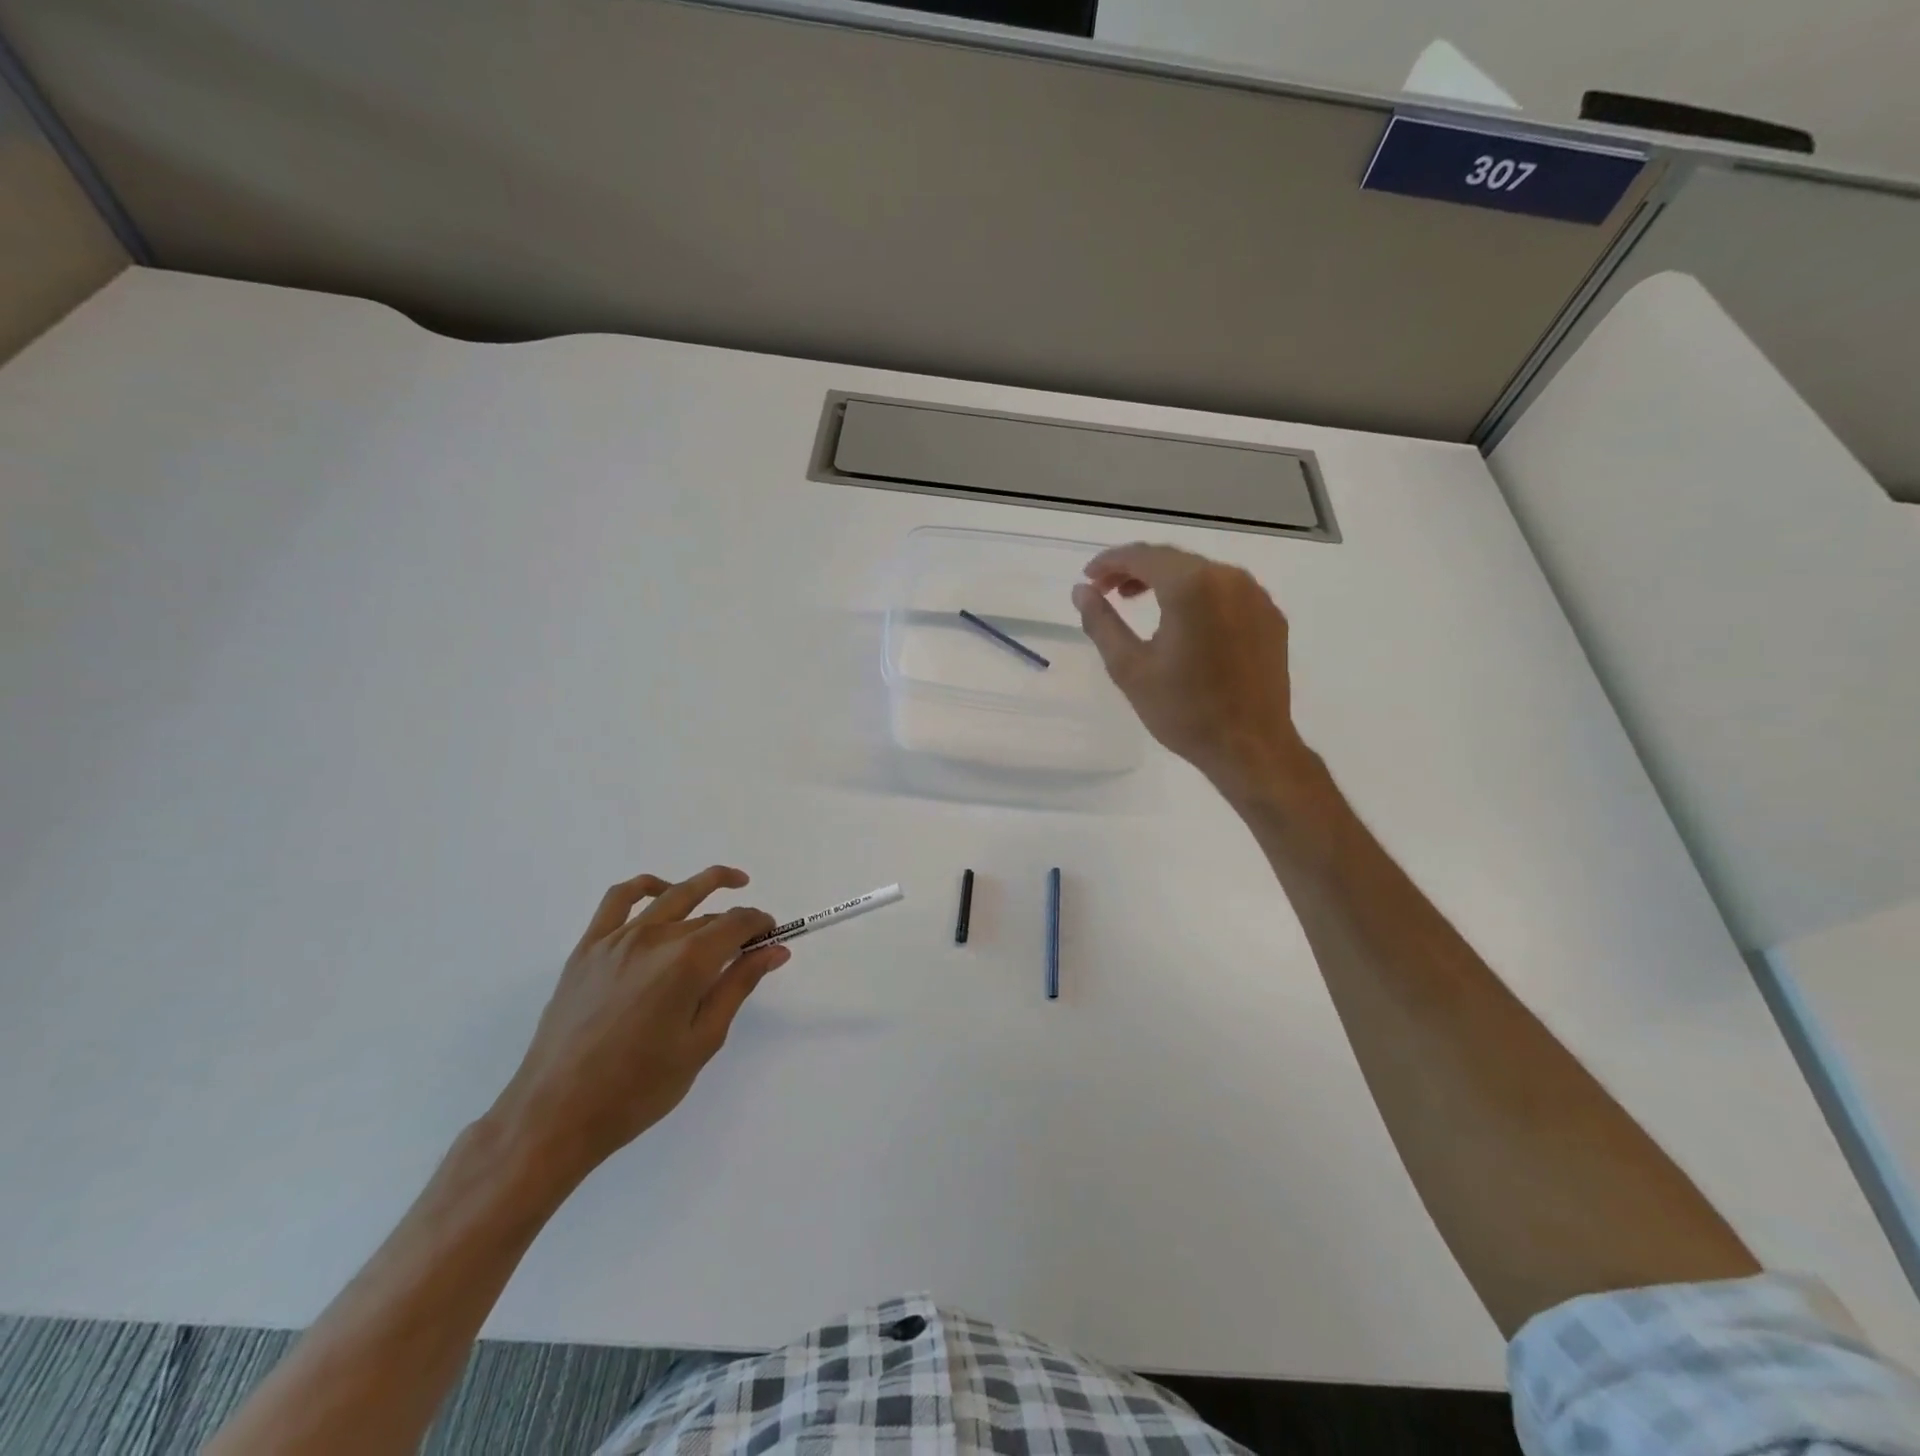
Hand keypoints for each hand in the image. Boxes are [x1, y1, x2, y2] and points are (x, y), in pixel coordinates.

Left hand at [489, 867, 787, 1186]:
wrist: (556, 1114)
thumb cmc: (639, 1088)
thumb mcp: (702, 1041)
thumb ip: (738, 986)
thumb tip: (775, 950)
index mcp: (687, 962)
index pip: (738, 923)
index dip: (761, 925)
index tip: (772, 938)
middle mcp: (655, 938)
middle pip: (709, 914)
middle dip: (739, 920)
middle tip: (753, 939)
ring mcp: (617, 939)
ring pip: (671, 896)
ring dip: (705, 885)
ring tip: (729, 883)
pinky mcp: (588, 948)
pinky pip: (619, 899)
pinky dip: (646, 886)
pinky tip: (662, 892)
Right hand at [1074, 543, 1312, 801]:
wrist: (1250, 747)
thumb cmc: (1184, 711)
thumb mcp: (1129, 668)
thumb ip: (1101, 622)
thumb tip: (1081, 591)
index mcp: (1191, 586)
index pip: (1143, 556)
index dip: (1109, 561)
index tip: (1087, 578)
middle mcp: (1229, 578)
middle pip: (1174, 560)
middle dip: (1136, 569)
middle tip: (1106, 591)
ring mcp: (1256, 596)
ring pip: (1202, 573)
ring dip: (1166, 581)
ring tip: (1138, 602)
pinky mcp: (1271, 617)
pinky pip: (1227, 592)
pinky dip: (1197, 596)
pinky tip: (1183, 622)